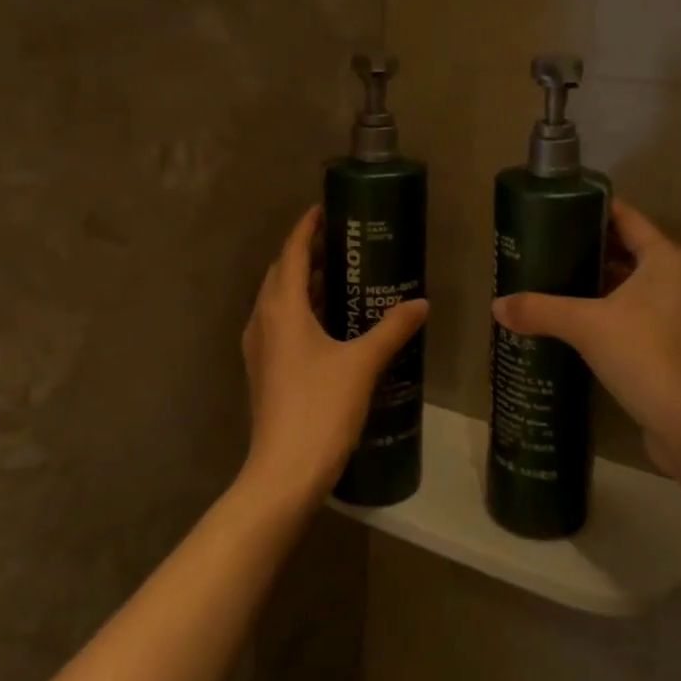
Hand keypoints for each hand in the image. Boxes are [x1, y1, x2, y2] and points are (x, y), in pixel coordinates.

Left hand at [240, 205, 428, 507]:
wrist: (284, 472)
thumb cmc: (321, 407)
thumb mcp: (363, 363)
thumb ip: (392, 329)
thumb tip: (421, 303)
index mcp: (282, 308)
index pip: (291, 252)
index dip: (306, 227)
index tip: (324, 208)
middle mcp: (263, 320)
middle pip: (280, 273)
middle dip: (305, 253)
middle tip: (341, 242)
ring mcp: (258, 347)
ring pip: (278, 300)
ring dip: (302, 283)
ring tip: (338, 276)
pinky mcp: (263, 370)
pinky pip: (279, 323)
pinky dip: (299, 310)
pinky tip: (328, 323)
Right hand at [491, 199, 680, 470]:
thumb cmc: (646, 355)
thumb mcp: (586, 326)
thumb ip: (541, 310)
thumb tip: (496, 306)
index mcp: (666, 259)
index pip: (625, 218)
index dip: (590, 210)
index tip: (553, 208)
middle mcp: (675, 280)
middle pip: (625, 250)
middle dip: (585, 248)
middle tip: (541, 246)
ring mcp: (675, 314)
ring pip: (627, 285)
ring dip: (593, 283)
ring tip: (548, 279)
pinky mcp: (668, 344)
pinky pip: (630, 314)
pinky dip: (602, 311)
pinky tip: (569, 320)